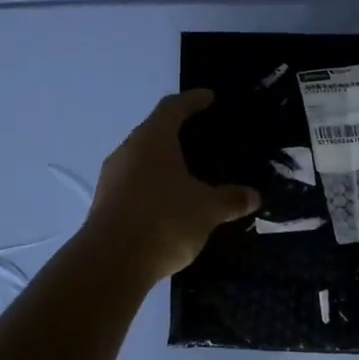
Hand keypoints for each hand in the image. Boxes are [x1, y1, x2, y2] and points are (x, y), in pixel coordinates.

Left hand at [80, 91, 259, 282]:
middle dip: (176, 131)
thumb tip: (253, 195)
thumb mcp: (207, 209)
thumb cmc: (164, 220)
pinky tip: (168, 202)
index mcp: (153, 139)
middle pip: (154, 131)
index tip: (208, 97)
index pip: (173, 107)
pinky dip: (153, 185)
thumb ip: (231, 199)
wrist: (110, 262)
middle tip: (200, 135)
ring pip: (141, 159)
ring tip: (186, 172)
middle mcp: (128, 151)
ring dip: (163, 161)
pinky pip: (134, 183)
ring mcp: (112, 178)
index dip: (192, 100)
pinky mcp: (105, 203)